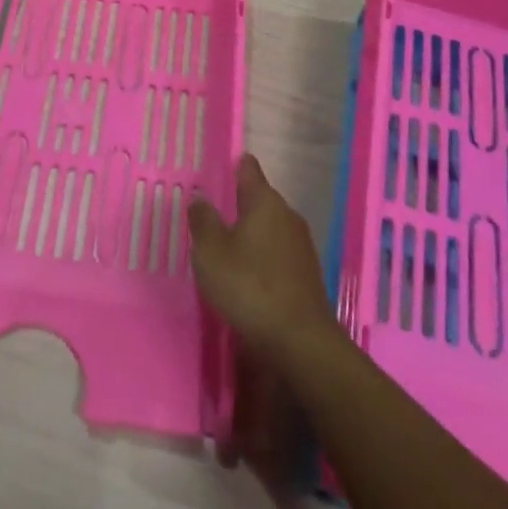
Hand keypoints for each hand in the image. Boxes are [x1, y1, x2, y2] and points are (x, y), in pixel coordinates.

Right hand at [189, 153, 335, 361]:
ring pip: (270, 228)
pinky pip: (279, 253)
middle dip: (240, 204)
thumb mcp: (211, 253)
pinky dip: (263, 257)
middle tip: (214, 213)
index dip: (235, 165)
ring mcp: (301, 245)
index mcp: (264, 201)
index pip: (249, 169)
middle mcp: (287, 215)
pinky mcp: (307, 274)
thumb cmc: (249, 287)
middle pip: (261, 199)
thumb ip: (203, 221)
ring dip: (252, 234)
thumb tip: (200, 198)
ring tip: (228, 246)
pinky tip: (249, 275)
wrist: (301, 343)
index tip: (221, 167)